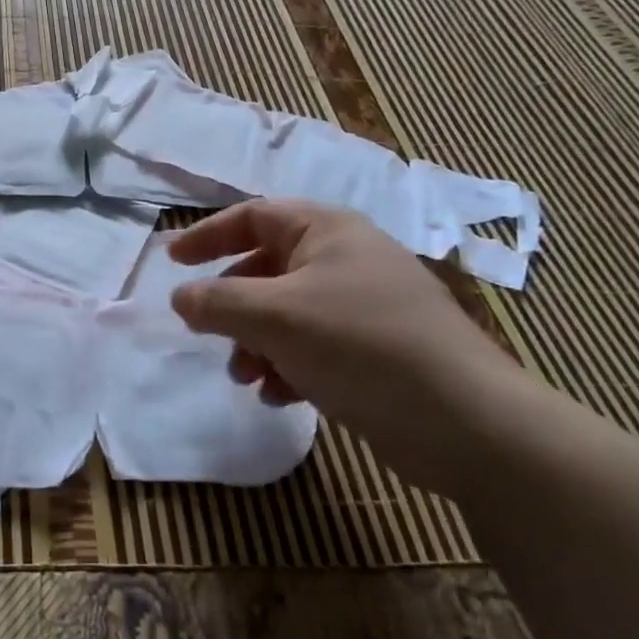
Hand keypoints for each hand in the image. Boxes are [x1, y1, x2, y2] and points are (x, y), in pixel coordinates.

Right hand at [168, 200, 519, 497]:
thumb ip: (217, 302)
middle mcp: (346, 258)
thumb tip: (180, 297)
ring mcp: (366, 304)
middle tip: (207, 333)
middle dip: (233, 305)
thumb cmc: (359, 345)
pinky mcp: (379, 349)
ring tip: (245, 377)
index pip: (253, 216)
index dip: (208, 236)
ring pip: (288, 313)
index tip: (172, 263)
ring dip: (257, 342)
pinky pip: (316, 345)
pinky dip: (290, 365)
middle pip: (267, 268)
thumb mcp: (274, 316)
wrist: (466, 421)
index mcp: (326, 230)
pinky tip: (281, 397)